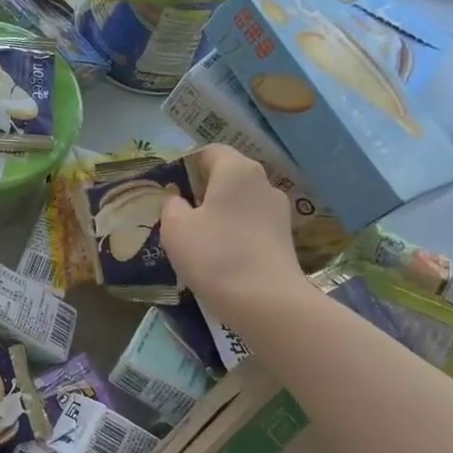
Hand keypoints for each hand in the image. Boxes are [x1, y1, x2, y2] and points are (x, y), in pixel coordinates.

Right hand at [162, 145, 303, 322]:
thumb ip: (172, 205)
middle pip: (227, 175)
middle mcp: (263, 182)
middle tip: (178, 212)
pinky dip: (233, 231)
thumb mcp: (175, 227)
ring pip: (240, 201)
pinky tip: (219, 254)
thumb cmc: (214, 254)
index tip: (168, 186)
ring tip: (197, 236)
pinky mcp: (284, 237)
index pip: (210, 151)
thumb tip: (179, 200)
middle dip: (202, 189)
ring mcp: (278, 211)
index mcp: (236, 169)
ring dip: (219, 212)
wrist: (265, 301)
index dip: (186, 163)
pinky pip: (251, 224)